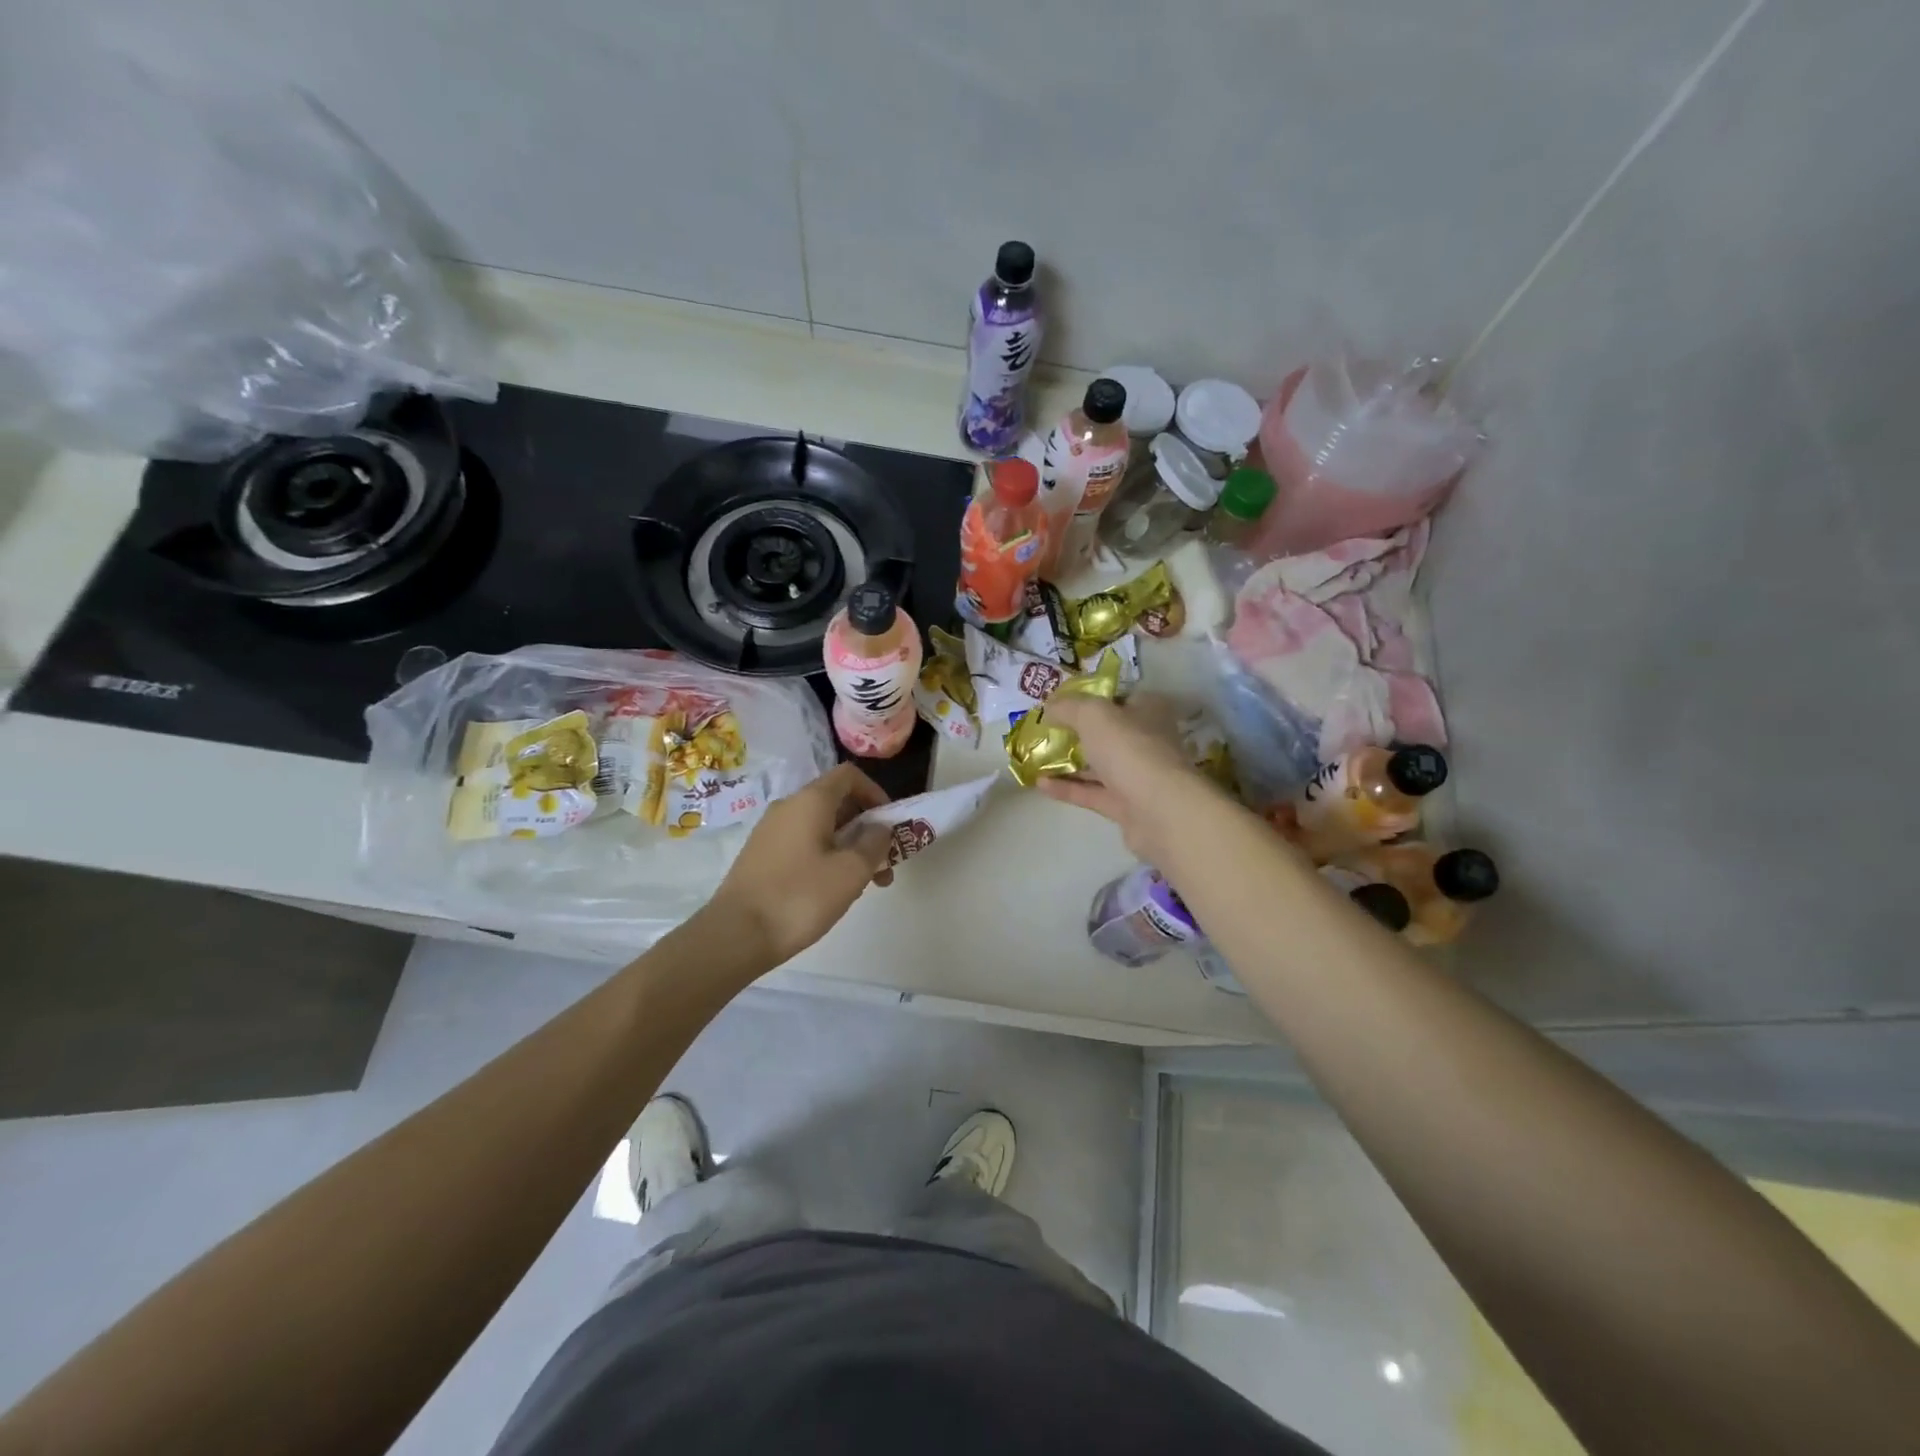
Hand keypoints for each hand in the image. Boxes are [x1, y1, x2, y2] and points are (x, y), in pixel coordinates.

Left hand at [707, 762, 895, 965]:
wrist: (736, 934)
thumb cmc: (801, 896)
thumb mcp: (852, 870)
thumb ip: (874, 843)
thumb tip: (880, 827)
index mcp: (810, 800)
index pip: (849, 775)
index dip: (876, 792)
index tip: (890, 823)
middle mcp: (788, 807)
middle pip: (837, 803)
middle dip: (866, 829)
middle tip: (884, 864)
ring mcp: (770, 832)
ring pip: (821, 828)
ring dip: (849, 848)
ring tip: (865, 885)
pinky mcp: (761, 856)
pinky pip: (803, 844)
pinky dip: (826, 858)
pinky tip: (832, 891)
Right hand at [1035, 694, 1219, 864]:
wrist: (1160, 811)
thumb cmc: (1130, 749)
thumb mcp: (1093, 715)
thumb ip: (1068, 707)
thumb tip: (1050, 706)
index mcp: (1149, 711)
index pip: (1120, 698)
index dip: (1091, 698)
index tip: (1061, 703)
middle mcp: (1147, 741)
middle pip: (1108, 733)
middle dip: (1077, 732)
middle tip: (1045, 731)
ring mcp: (1138, 776)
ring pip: (1099, 765)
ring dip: (1069, 762)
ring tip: (1036, 758)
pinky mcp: (1127, 806)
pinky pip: (1093, 793)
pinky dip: (1068, 788)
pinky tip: (1040, 783)